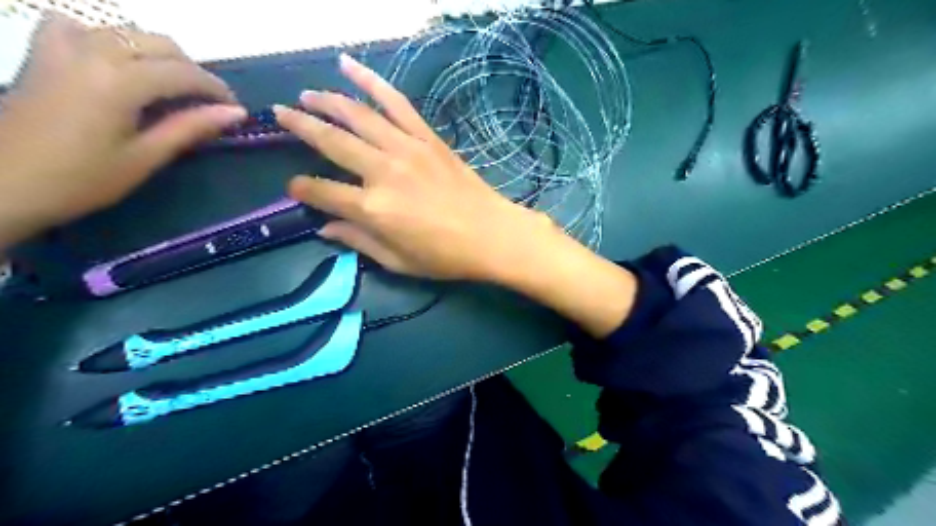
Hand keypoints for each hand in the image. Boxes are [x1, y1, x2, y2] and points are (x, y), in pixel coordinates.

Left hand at [0, 14, 243, 248]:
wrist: (4, 183)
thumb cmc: (83, 179)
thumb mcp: (145, 157)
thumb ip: (190, 127)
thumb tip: (235, 113)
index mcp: (119, 81)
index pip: (183, 72)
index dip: (216, 89)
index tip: (236, 109)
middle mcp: (92, 52)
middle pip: (159, 44)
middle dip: (193, 70)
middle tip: (210, 102)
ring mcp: (62, 48)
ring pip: (125, 31)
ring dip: (158, 53)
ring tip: (172, 85)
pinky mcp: (42, 54)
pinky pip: (77, 26)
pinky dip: (105, 37)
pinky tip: (115, 60)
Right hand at [275, 53, 554, 282]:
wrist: (492, 234)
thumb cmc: (445, 256)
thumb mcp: (398, 262)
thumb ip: (359, 241)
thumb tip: (324, 229)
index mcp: (373, 209)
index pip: (322, 191)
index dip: (302, 189)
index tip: (293, 187)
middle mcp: (384, 172)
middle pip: (332, 141)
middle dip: (300, 125)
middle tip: (280, 114)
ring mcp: (407, 149)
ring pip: (358, 115)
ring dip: (328, 100)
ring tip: (307, 94)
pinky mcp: (427, 138)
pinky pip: (396, 103)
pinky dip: (372, 82)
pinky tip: (350, 67)